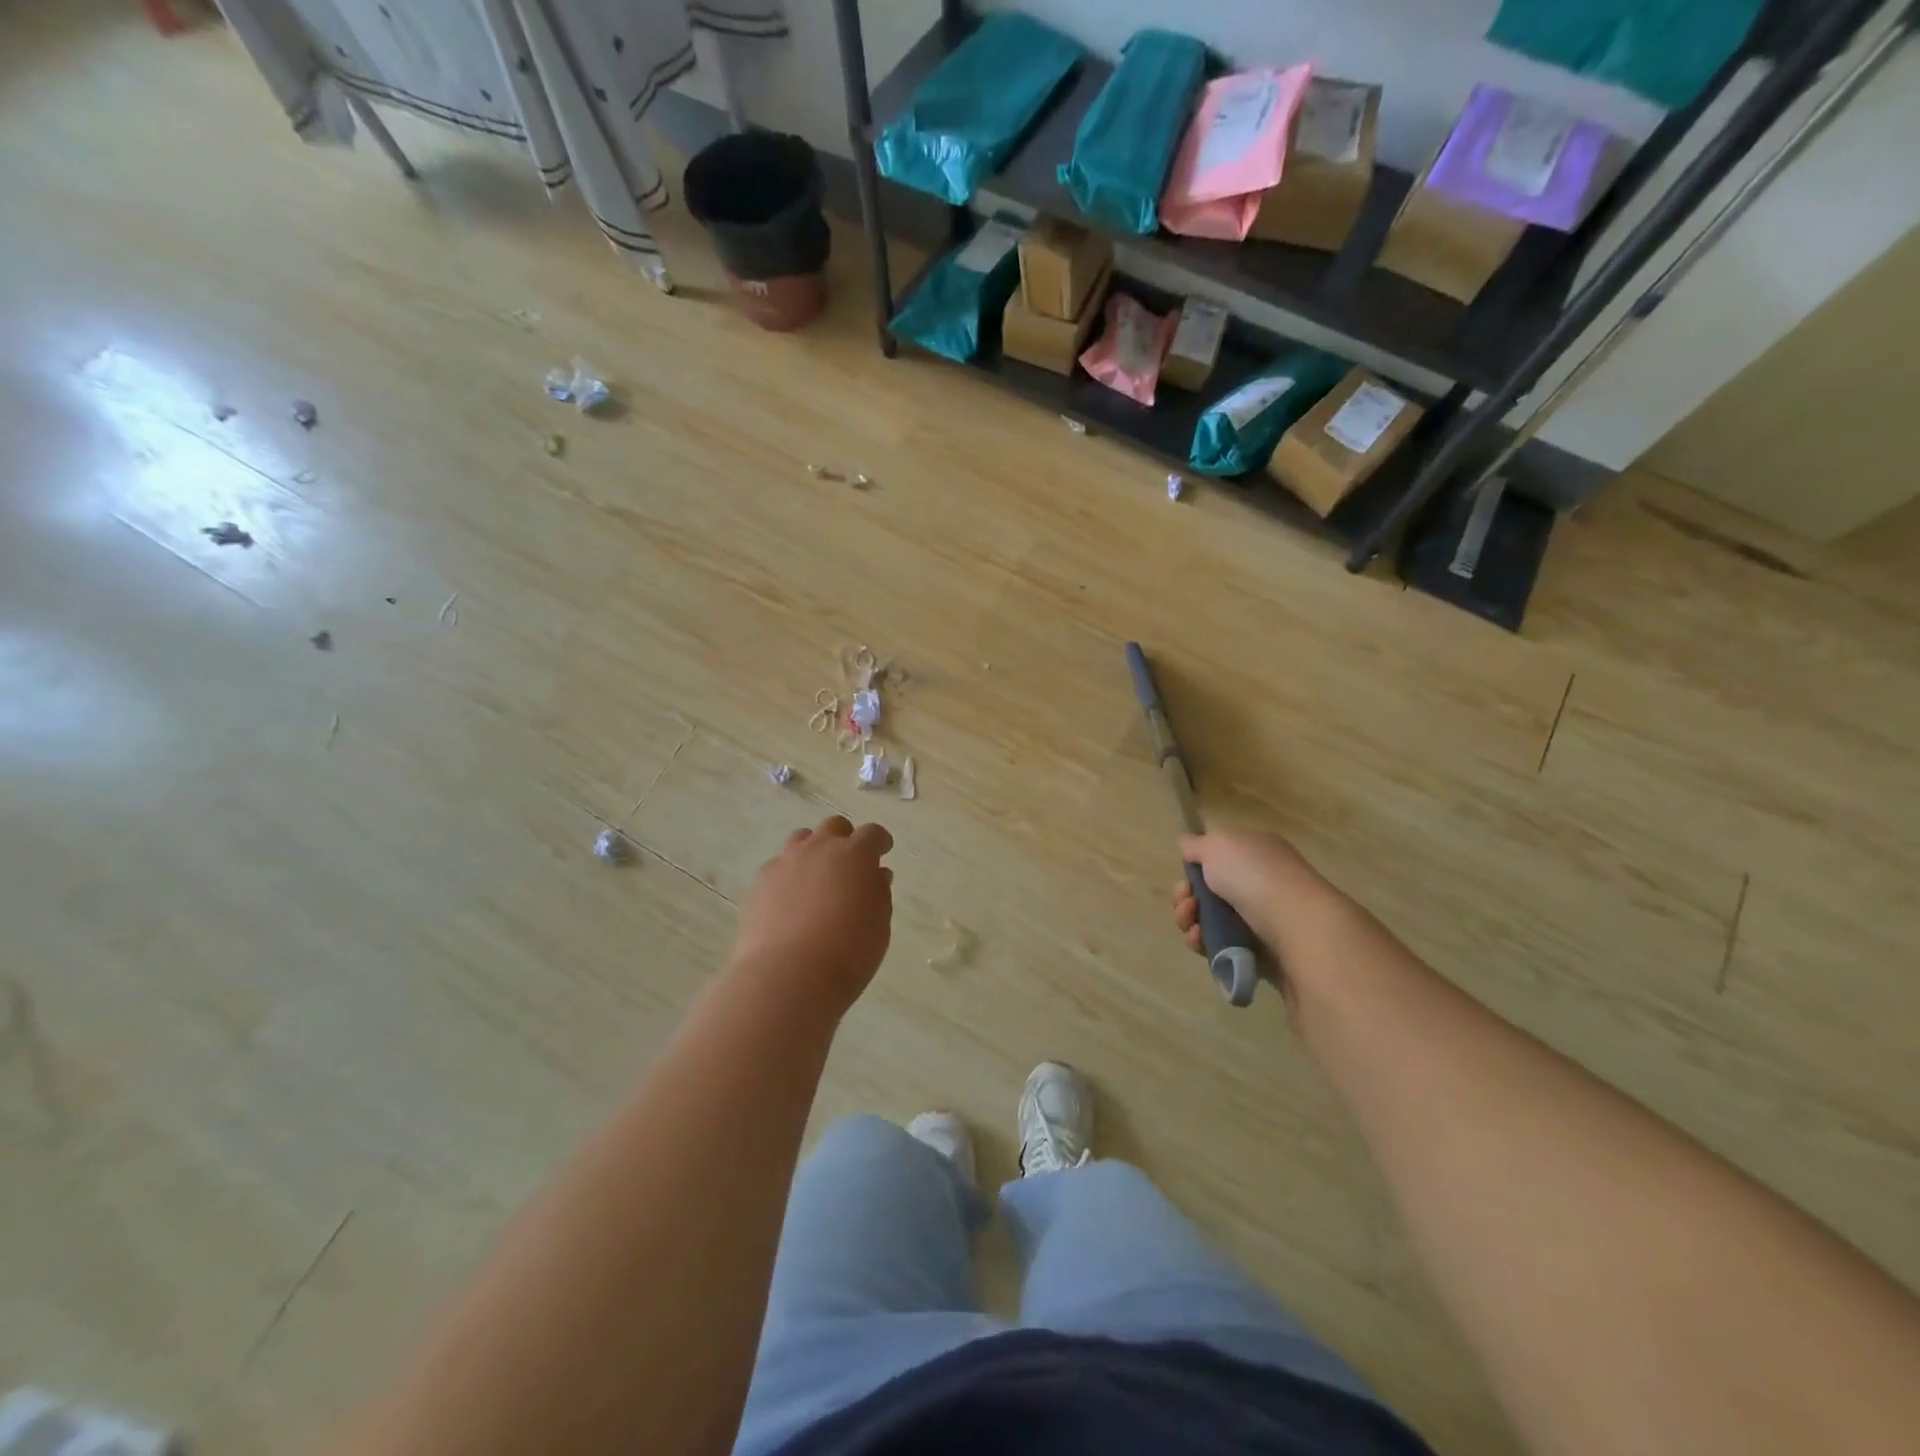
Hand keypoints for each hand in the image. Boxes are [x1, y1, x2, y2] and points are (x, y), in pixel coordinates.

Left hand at [731, 816, 893, 1014]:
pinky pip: (778, 867)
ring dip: (814, 850)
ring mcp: (785, 863)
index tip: (883, 850)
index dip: (879, 841)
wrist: (788, 976)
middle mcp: (819, 849)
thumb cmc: (848, 952)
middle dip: (845, 838)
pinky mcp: (760, 883)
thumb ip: (878, 893)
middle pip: (833, 827)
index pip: (871, 834)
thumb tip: (876, 875)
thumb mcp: (879, 924)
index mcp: (854, 854)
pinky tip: (791, 899)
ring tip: (818, 876)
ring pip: (801, 840)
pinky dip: (789, 875)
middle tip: (850, 862)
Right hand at [1171, 830, 1342, 958]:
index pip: (1218, 858)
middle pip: (1209, 891)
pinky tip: (1201, 943)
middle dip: (1187, 898)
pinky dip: (1205, 944)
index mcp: (1255, 852)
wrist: (1298, 928)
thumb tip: (1188, 845)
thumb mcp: (1218, 845)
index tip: (1185, 879)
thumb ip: (1197, 845)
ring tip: (1192, 928)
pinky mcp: (1259, 952)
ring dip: (1191, 922)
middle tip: (1187, 904)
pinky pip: (1222, 946)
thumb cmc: (1256, 877)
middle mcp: (1259, 883)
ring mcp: (1261, 919)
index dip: (1194, 869)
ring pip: (1211, 921)